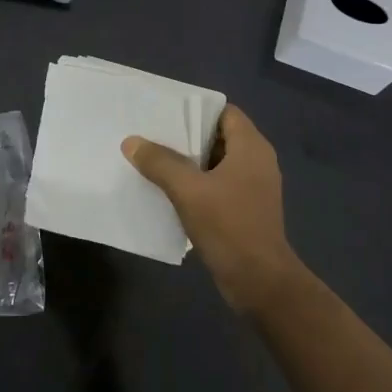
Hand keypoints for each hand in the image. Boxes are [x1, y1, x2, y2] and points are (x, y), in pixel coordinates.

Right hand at [123, 105, 301, 310]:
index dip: (196, 109)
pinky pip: (217, 186)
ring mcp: (253, 188)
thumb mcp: (188, 191)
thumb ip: (160, 163)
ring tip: (152, 161)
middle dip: (186, 136)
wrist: (259, 281)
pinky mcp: (245, 210)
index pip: (225, 112)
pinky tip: (168, 192)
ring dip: (187, 163)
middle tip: (150, 135)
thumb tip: (131, 141)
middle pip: (218, 137)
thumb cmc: (229, 226)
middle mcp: (256, 162)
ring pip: (215, 164)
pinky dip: (196, 185)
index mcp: (251, 148)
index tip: (165, 112)